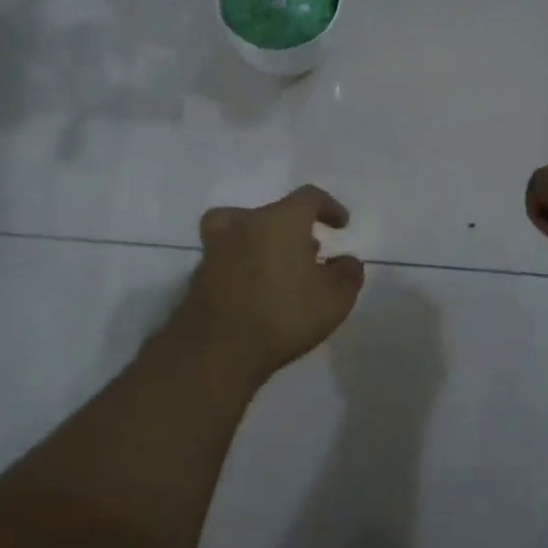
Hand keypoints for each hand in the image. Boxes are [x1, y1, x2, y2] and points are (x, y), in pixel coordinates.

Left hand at [173, 185, 364, 379]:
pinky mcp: (200, 275)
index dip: (329, 207)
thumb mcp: (335, 299)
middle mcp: (245, 224)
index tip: (341, 224)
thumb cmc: (284, 315)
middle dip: (296, 228)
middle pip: (273, 213)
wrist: (217, 350)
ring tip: (279, 267)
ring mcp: (217, 249)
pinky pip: (228, 257)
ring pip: (244, 230)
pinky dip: (243, 264)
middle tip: (310, 252)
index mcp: (280, 220)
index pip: (308, 197)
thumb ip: (348, 274)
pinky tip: (256, 290)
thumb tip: (347, 261)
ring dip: (264, 242)